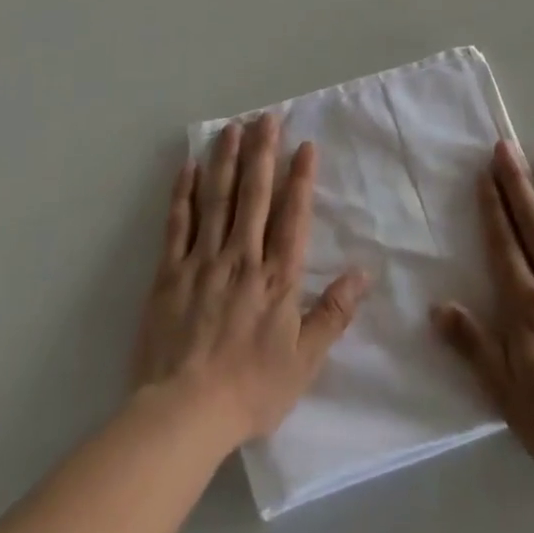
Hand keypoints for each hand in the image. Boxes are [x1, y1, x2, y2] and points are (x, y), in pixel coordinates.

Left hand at [130, 113, 368, 448]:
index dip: (300, 178)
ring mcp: (203, 260)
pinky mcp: (169, 272)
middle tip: (266, 117)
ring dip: (226, 160)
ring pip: (217, 198)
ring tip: (232, 127)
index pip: (292, 215)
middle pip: (254, 194)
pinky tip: (188, 167)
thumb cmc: (250, 389)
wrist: (183, 414)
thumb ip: (333, 313)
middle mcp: (242, 257)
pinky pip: (178, 224)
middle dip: (262, 152)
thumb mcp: (304, 361)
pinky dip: (183, 193)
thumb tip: (364, 273)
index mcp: (276, 277)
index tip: (304, 145)